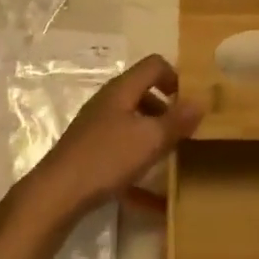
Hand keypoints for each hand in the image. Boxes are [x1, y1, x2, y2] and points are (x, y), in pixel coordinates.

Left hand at [19, 55, 202, 221]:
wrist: (57, 193)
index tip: (191, 103)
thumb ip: (177, 120)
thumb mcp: (150, 140)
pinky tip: (150, 189)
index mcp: (122, 89)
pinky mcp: (89, 147)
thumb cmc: (107, 159)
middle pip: (143, 91)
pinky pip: (122, 143)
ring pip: (133, 118)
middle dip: (167, 107)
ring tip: (169, 152)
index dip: (176, 77)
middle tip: (185, 129)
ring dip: (153, 130)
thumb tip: (201, 100)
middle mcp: (108, 100)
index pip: (154, 65)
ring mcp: (95, 124)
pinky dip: (138, 155)